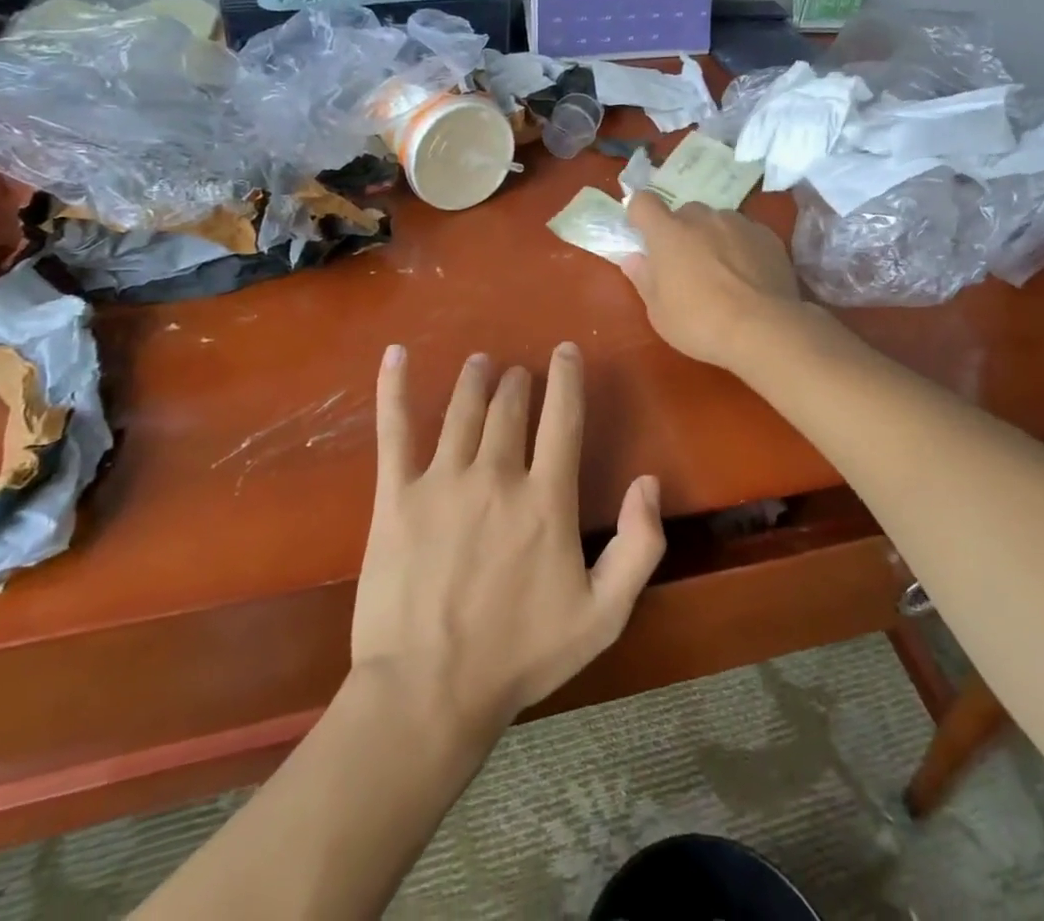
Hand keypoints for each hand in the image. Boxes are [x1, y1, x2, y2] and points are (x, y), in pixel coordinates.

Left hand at [352, 343, 665, 739]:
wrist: (428, 693)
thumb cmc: (520, 656)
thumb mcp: (603, 615)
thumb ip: (639, 546)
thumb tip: (649, 482)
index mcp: (545, 499)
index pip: (562, 417)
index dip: (567, 378)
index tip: (566, 351)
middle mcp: (496, 475)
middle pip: (510, 408)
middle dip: (517, 382)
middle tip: (517, 373)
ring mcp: (441, 481)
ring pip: (462, 410)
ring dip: (474, 380)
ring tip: (479, 363)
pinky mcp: (396, 496)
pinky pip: (395, 430)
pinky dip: (393, 388)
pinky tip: (394, 355)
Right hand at [623, 191, 804, 370]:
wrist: (763, 329)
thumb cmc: (700, 323)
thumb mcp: (659, 312)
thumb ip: (644, 279)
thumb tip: (634, 259)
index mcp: (668, 232)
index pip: (643, 203)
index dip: (640, 214)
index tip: (643, 233)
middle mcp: (702, 218)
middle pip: (685, 213)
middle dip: (681, 231)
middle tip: (685, 264)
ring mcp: (738, 223)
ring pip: (718, 221)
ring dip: (713, 238)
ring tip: (723, 272)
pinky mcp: (767, 236)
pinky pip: (746, 234)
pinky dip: (742, 247)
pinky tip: (749, 277)